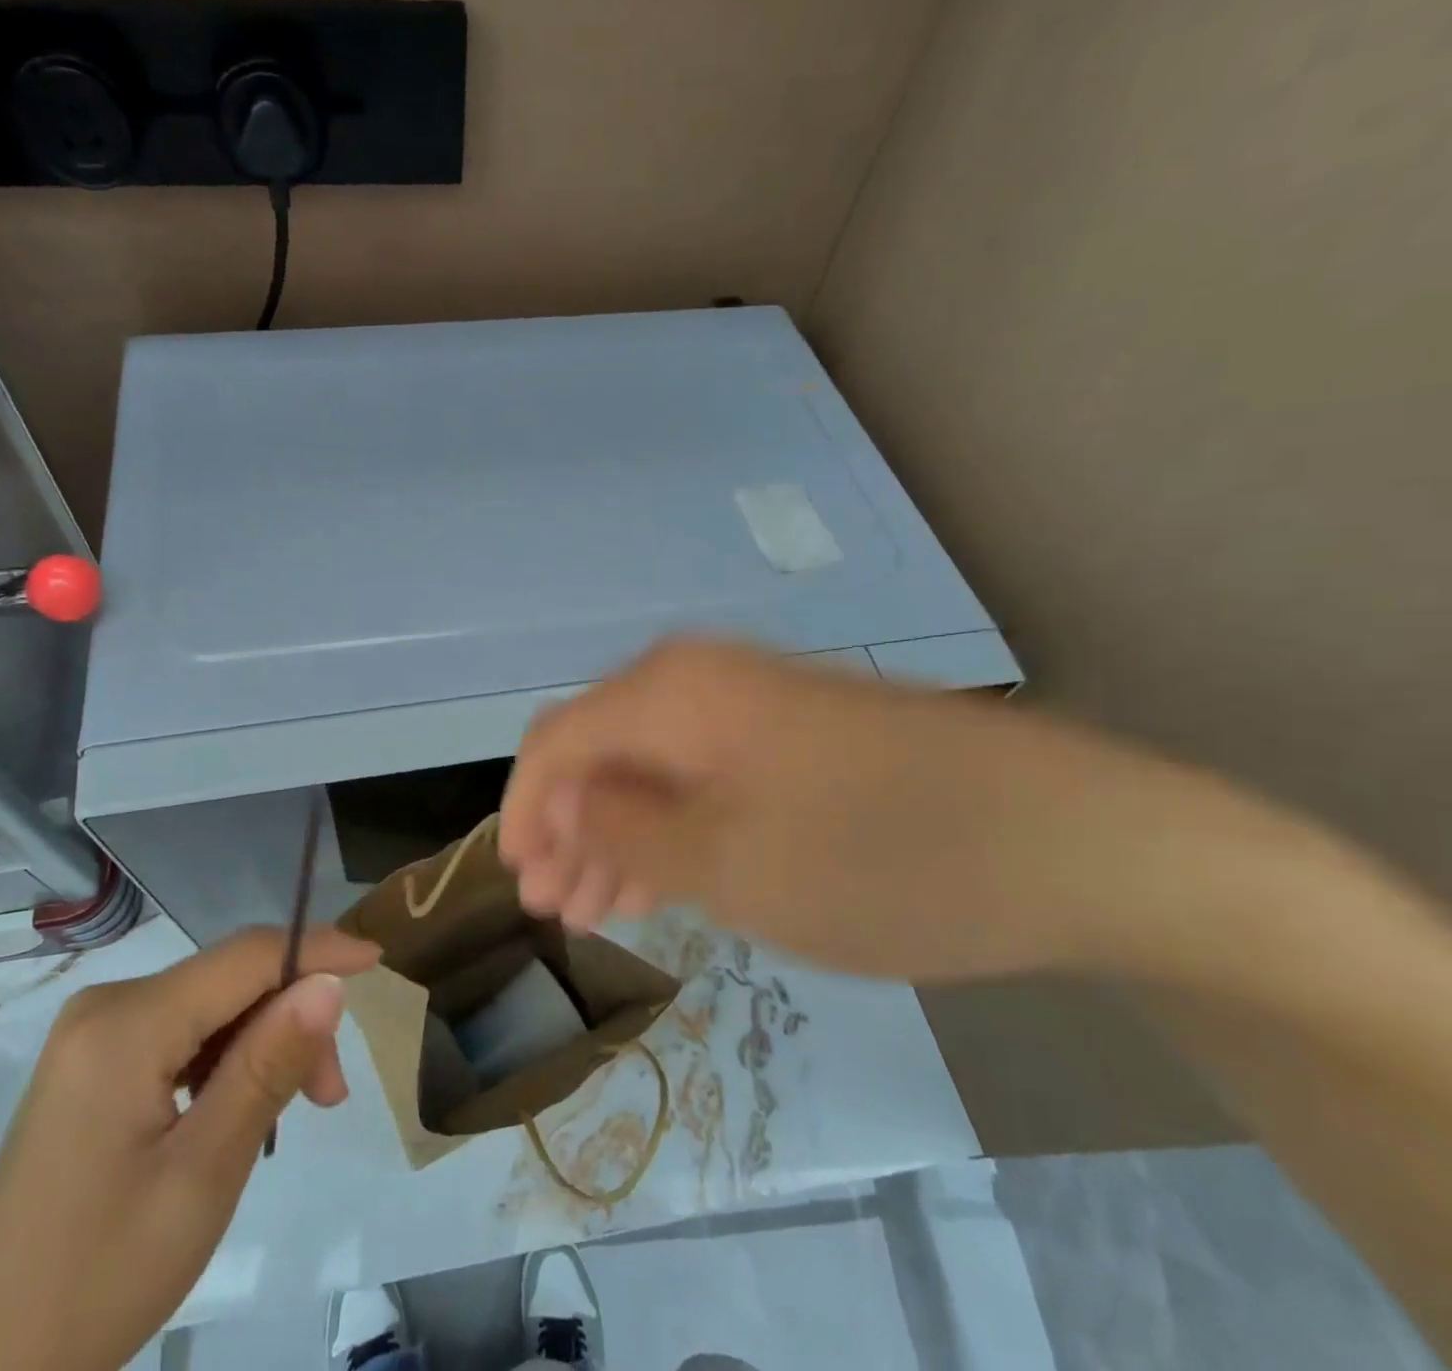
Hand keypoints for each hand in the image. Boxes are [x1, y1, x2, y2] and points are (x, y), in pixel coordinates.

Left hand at [0, 927, 380, 1370]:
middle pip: (229, 981)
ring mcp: (94, 1036)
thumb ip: (269, 1065)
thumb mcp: (204, 1172)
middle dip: (290, 1018)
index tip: (378, 961)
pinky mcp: (92, 1066)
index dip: (317, 949)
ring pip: (210, 1008)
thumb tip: (329, 982)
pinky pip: (181, 1035)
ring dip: (262, 1044)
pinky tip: (240, 1110)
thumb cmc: (99, 1278)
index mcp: (125, 1023)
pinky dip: (225, 1061)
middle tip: (329, 1095)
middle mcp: (106, 1007)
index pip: (245, 955)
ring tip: (293, 1114)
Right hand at [499, 636, 1251, 982]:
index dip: (524, 809)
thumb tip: (562, 800)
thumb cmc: (879, 856)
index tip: (517, 880)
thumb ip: (625, 828)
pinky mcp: (795, 740)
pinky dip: (673, 831)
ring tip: (599, 908)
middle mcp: (702, 682)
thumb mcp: (729, 862)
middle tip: (553, 907)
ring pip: (652, 769)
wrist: (1073, 841)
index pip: (558, 740)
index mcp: (672, 693)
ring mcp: (754, 707)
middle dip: (568, 829)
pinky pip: (704, 779)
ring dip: (616, 836)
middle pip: (601, 752)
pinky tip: (662, 881)